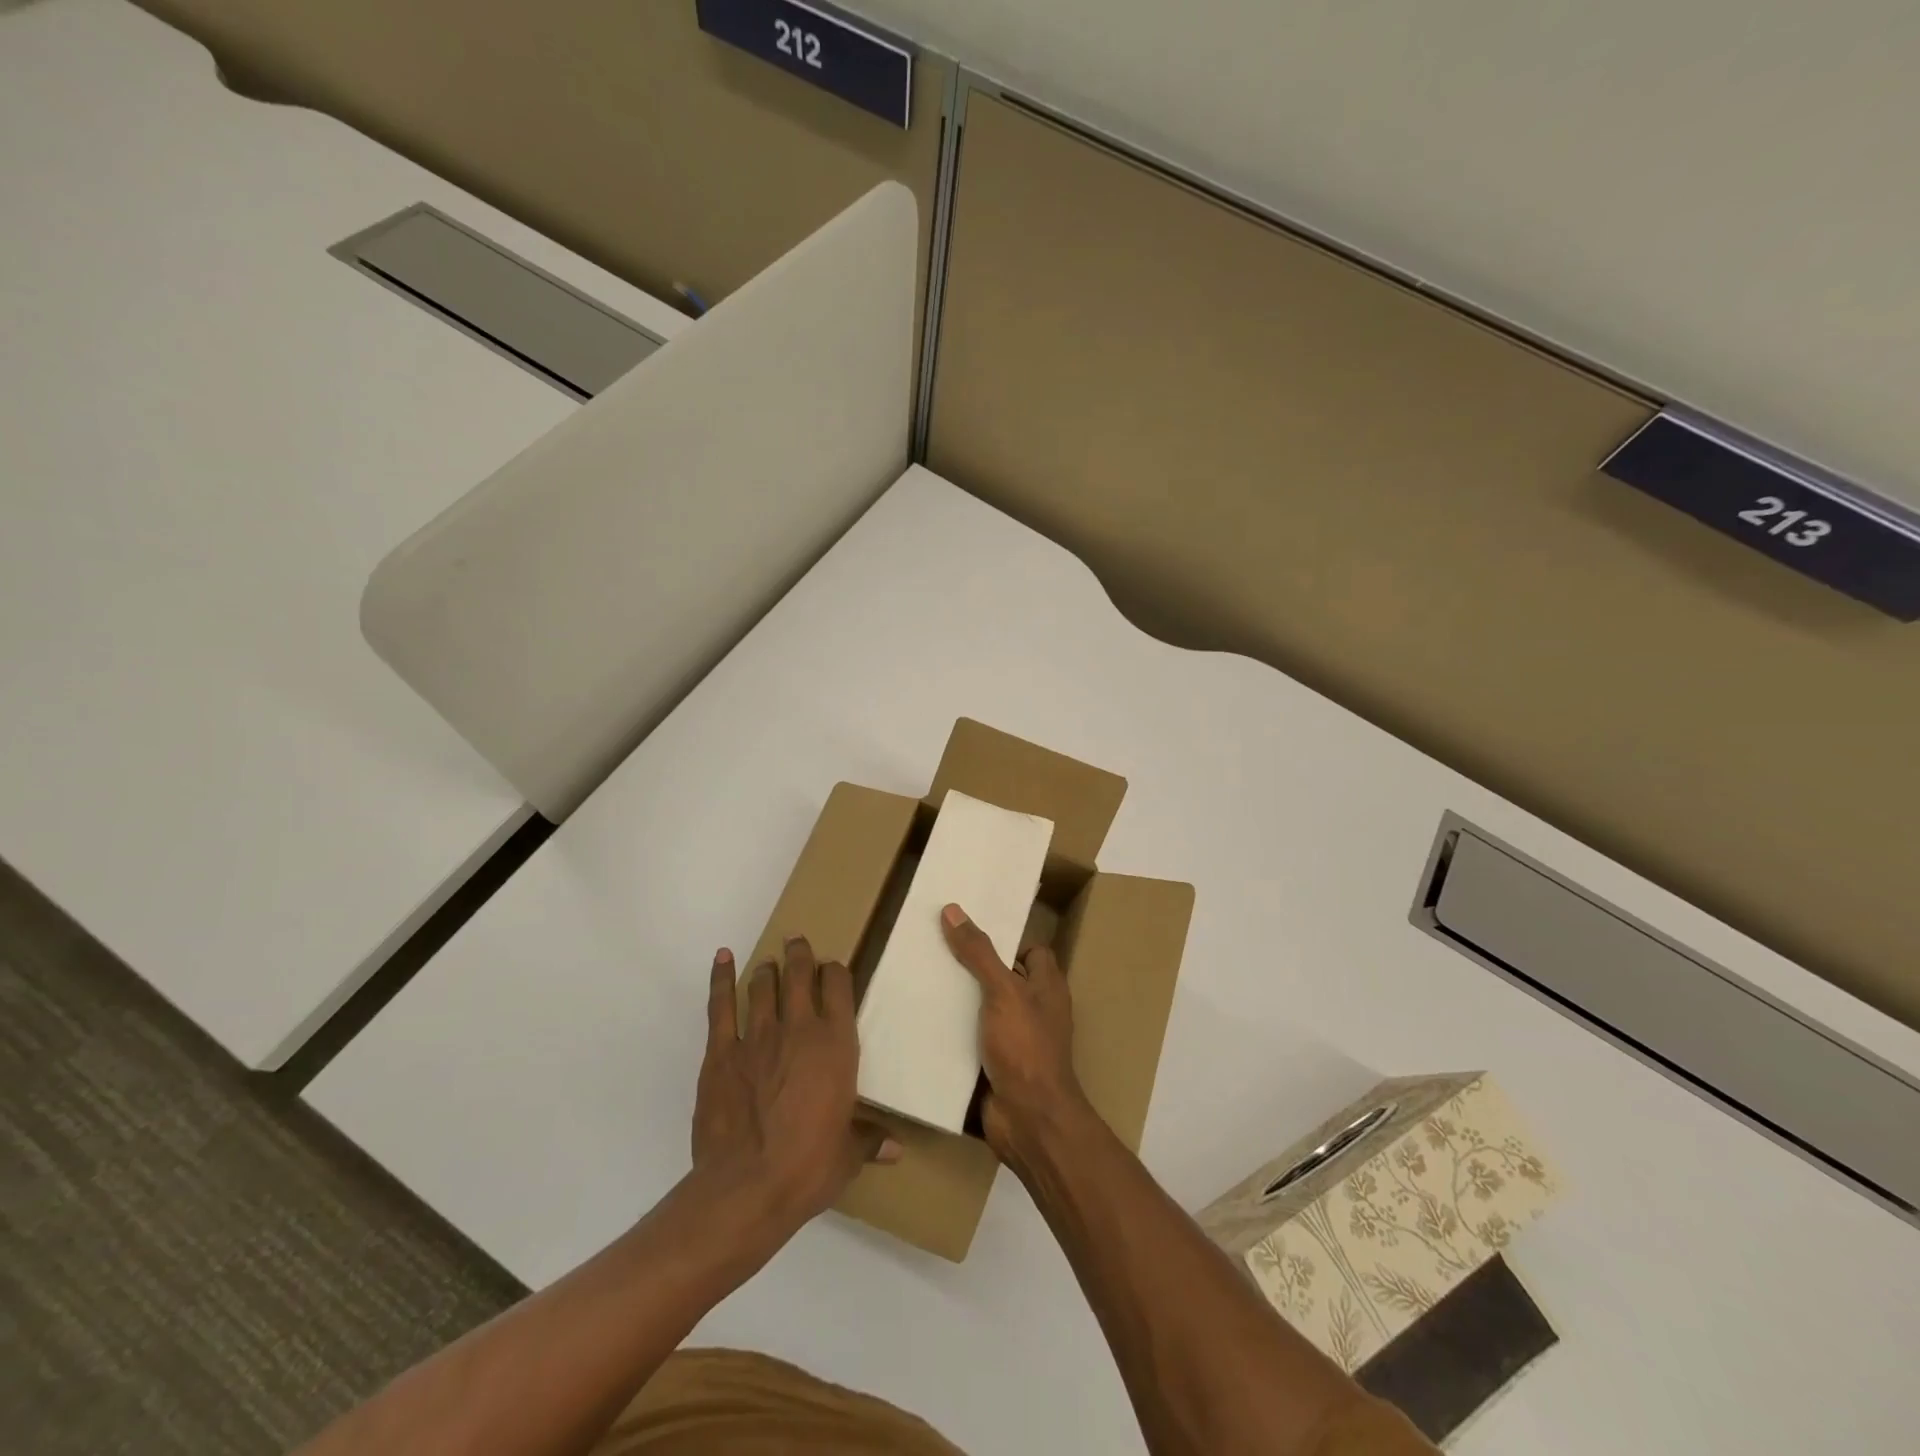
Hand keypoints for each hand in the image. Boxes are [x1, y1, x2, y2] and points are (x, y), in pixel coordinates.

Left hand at [692, 938, 899, 1234]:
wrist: (747, 1187)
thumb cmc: (808, 1167)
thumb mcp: (847, 1155)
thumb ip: (868, 1140)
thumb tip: (896, 1149)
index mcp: (836, 1045)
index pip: (838, 987)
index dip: (835, 972)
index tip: (832, 969)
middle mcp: (799, 1029)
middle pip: (799, 975)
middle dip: (800, 954)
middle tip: (798, 942)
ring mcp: (757, 1037)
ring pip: (763, 986)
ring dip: (768, 969)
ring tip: (770, 963)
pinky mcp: (721, 1053)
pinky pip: (721, 1006)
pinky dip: (721, 979)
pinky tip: (723, 959)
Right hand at [939, 903, 1090, 1162]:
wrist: (1028, 1121)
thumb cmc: (1025, 1047)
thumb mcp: (1002, 991)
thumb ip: (979, 952)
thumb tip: (953, 910)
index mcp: (1047, 987)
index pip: (1031, 951)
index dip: (1006, 940)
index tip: (970, 930)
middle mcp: (1034, 1010)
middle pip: (1002, 978)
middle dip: (973, 967)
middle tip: (935, 950)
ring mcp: (1015, 1040)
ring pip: (983, 1009)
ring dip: (958, 1001)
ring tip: (921, 980)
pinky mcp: (995, 1065)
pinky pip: (971, 1039)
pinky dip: (952, 1032)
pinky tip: (923, 1020)